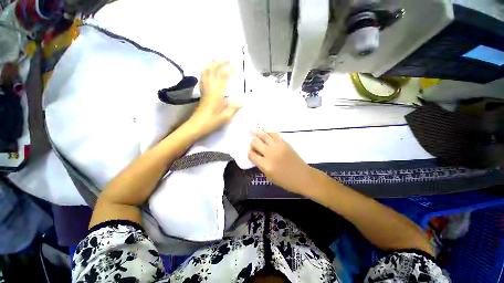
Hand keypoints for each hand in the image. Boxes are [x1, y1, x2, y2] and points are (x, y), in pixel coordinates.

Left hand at [186, 60, 240, 137]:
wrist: (196, 126)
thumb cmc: (211, 122)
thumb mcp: (225, 117)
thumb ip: (234, 108)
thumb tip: (243, 101)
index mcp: (217, 94)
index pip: (223, 77)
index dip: (229, 70)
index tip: (236, 67)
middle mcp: (210, 89)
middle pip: (212, 71)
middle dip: (220, 63)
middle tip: (228, 59)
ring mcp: (205, 90)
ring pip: (206, 73)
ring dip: (212, 65)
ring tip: (218, 60)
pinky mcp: (202, 94)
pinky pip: (203, 79)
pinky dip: (206, 72)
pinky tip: (209, 71)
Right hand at [248, 130, 311, 193]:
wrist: (302, 176)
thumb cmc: (285, 180)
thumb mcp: (269, 176)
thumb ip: (261, 166)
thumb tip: (257, 156)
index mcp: (265, 165)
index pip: (251, 155)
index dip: (249, 152)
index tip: (250, 152)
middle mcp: (269, 153)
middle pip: (256, 142)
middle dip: (252, 142)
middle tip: (252, 142)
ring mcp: (277, 146)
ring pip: (264, 135)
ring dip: (257, 132)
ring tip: (252, 130)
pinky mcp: (284, 142)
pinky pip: (274, 134)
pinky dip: (268, 132)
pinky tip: (265, 131)